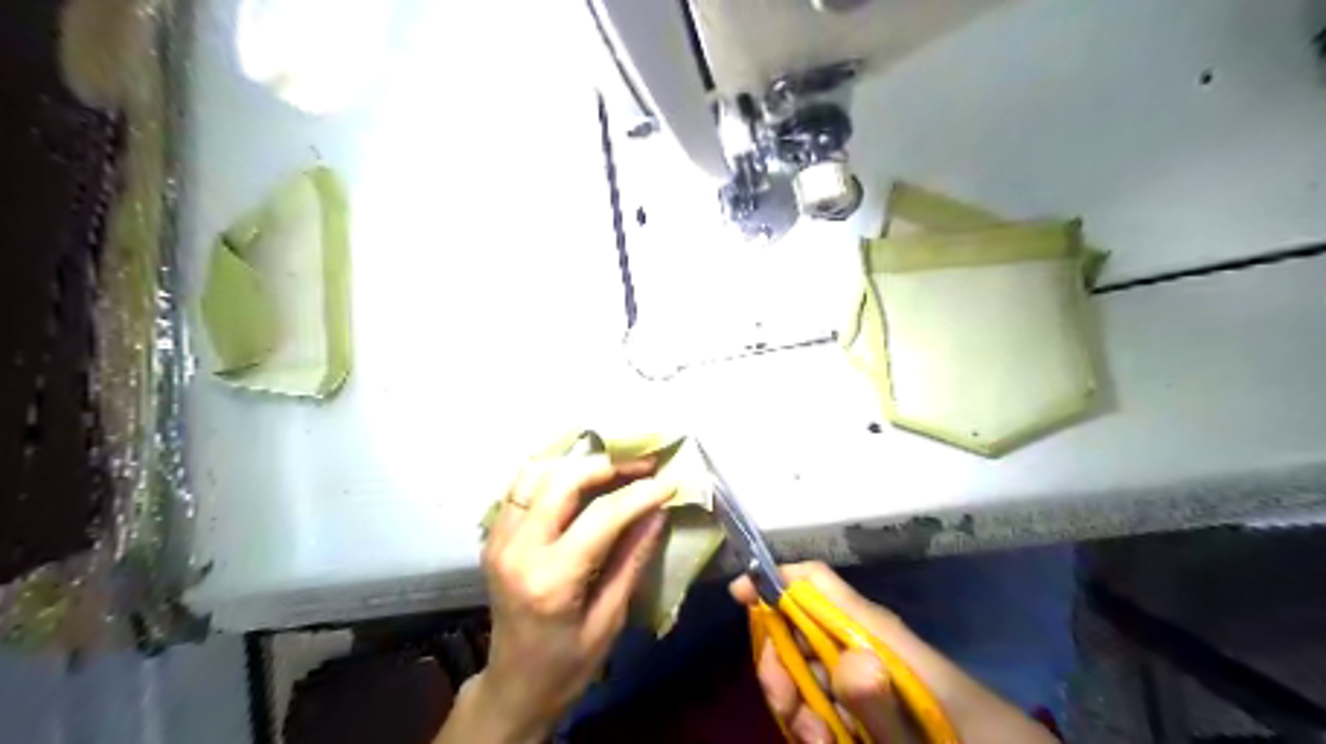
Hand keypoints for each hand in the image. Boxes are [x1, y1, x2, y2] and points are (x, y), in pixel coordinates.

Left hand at [443, 454, 678, 743]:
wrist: (515, 684)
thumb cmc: (568, 663)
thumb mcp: (610, 619)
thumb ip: (632, 559)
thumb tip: (658, 511)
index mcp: (550, 579)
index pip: (601, 516)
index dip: (639, 494)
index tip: (668, 482)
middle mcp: (517, 550)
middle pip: (562, 480)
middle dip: (608, 465)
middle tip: (642, 466)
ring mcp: (498, 539)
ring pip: (536, 472)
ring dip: (578, 463)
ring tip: (614, 469)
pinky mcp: (494, 535)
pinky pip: (522, 486)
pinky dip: (554, 473)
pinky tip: (581, 480)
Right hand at [731, 565, 1050, 743]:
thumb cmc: (975, 739)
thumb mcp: (928, 731)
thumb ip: (886, 704)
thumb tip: (847, 658)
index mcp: (878, 632)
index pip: (817, 582)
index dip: (775, 578)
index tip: (740, 594)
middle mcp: (864, 644)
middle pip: (798, 626)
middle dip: (779, 659)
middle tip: (785, 703)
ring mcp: (863, 675)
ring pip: (804, 667)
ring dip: (795, 700)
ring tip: (815, 740)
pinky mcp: (866, 701)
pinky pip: (822, 699)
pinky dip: (812, 721)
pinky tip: (825, 743)